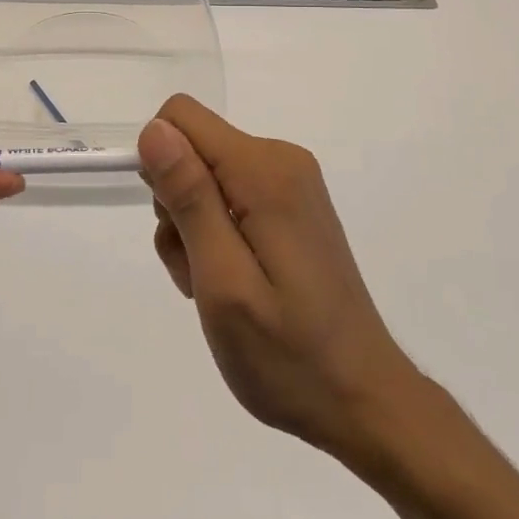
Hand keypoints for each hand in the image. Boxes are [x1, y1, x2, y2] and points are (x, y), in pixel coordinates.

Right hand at [139, 96, 420, 460]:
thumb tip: (155, 129)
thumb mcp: (223, 281)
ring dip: (193, 230)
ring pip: (204, 177)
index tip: (175, 226)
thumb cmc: (288, 355)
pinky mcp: (292, 207)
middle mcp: (281, 161)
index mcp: (264, 171)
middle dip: (176, 206)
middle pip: (192, 149)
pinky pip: (229, 197)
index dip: (160, 167)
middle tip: (199, 271)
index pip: (180, 118)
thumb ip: (189, 198)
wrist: (363, 400)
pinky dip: (216, 237)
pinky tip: (233, 285)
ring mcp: (290, 184)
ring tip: (216, 289)